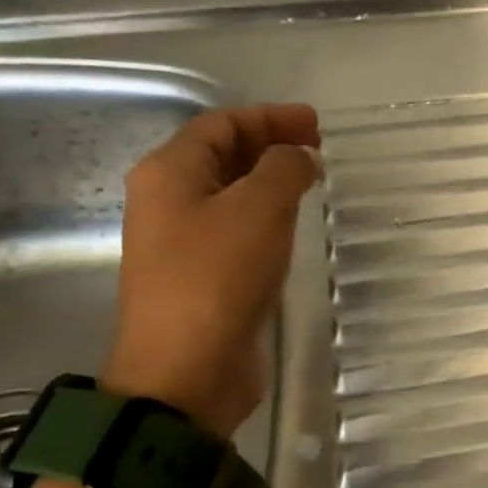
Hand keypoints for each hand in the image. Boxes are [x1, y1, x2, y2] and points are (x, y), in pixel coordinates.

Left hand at [100, 105, 320, 437]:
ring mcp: (181, 240)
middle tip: (319, 148)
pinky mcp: (201, 274)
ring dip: (270, 179)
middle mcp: (167, 200)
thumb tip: (299, 157)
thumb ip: (284, 168)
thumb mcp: (259, 209)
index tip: (317, 124)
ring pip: (230, 192)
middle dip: (271, 143)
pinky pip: (235, 227)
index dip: (270, 116)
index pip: (221, 123)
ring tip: (313, 180)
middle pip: (222, 154)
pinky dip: (266, 214)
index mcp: (169, 173)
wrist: (186, 371)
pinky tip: (292, 223)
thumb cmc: (218, 278)